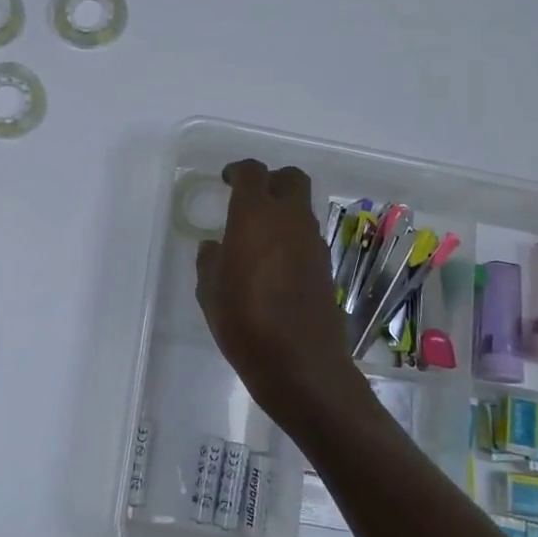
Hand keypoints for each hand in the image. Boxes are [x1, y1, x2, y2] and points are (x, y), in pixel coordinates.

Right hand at [195, 160, 363, 421]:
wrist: (301, 366)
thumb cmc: (245, 324)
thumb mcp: (211, 293)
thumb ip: (210, 262)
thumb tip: (215, 247)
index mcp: (256, 218)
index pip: (253, 173)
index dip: (238, 171)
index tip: (226, 181)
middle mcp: (290, 221)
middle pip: (291, 179)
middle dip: (271, 181)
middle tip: (250, 199)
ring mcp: (313, 244)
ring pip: (302, 209)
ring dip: (283, 211)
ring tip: (258, 237)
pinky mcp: (326, 267)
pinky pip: (307, 237)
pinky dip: (292, 238)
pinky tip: (274, 265)